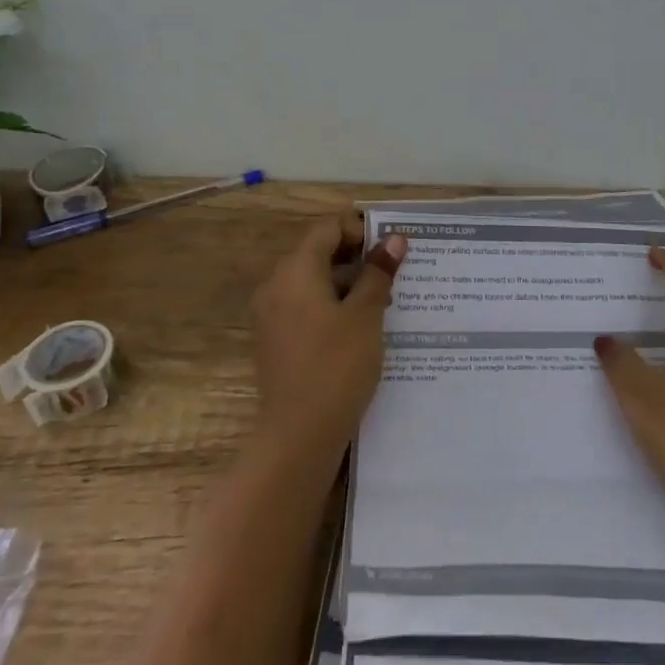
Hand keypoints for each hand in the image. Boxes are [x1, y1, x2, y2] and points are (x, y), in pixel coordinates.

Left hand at [249, 212, 407, 461]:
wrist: (298, 435)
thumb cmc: (337, 366)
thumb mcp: (366, 315)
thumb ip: (378, 273)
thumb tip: (393, 240)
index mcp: (295, 271)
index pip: (327, 229)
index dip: (360, 230)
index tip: (391, 248)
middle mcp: (276, 285)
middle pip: (317, 252)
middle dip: (356, 257)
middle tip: (393, 274)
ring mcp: (271, 315)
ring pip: (312, 281)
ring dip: (346, 283)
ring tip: (382, 301)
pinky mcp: (274, 340)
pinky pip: (304, 306)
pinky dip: (331, 305)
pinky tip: (359, 327)